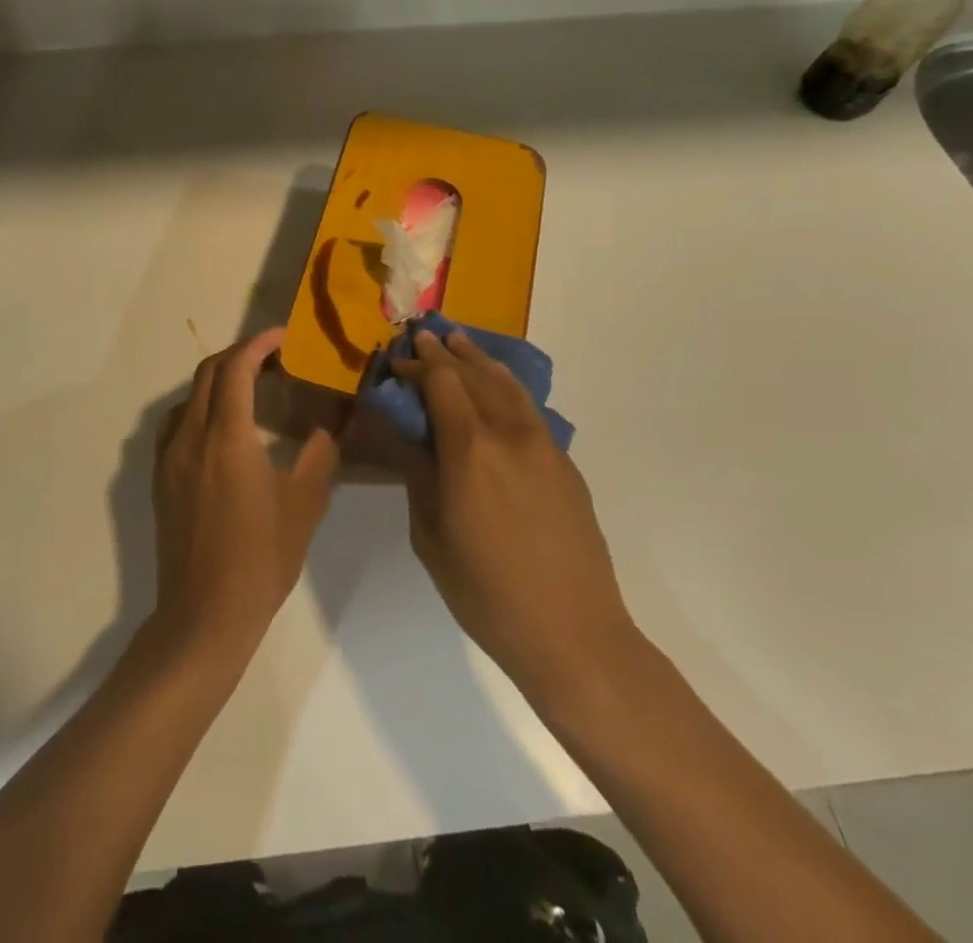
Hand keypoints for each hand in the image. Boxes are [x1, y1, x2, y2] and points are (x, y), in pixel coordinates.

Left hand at [151, 328, 341, 659]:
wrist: (204, 614)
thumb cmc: (261, 559)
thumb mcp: (305, 505)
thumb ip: (319, 454)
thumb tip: (329, 425)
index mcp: (227, 437)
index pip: (236, 368)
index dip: (258, 344)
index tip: (282, 337)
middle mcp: (191, 437)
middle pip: (208, 373)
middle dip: (239, 355)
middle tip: (272, 358)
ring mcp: (169, 457)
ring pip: (190, 397)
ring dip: (218, 380)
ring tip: (250, 388)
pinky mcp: (161, 478)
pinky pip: (177, 423)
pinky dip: (200, 407)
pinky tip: (221, 428)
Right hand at [395, 328, 634, 711]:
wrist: (573, 632)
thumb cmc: (486, 592)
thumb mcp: (431, 537)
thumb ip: (419, 476)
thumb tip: (410, 437)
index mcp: (470, 450)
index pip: (442, 385)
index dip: (419, 366)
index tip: (399, 359)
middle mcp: (509, 434)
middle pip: (476, 375)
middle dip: (447, 353)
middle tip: (426, 338)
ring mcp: (544, 446)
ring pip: (509, 385)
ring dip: (481, 360)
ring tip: (461, 343)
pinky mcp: (565, 463)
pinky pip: (529, 409)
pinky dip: (507, 386)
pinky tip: (497, 388)